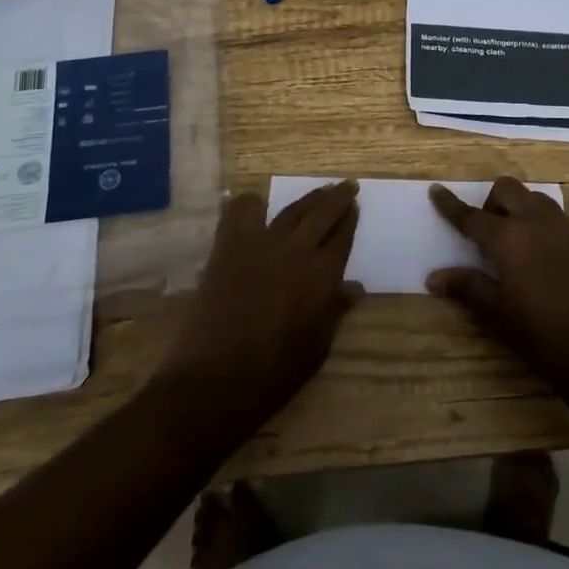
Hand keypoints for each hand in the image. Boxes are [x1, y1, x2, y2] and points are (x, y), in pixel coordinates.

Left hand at [153, 180, 362, 428]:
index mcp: (323, 276)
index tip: (355, 207)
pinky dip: (251, 204)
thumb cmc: (273, 375)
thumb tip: (355, 288)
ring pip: (292, 208)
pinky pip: (242, 211)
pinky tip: (257, 206)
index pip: (343, 236)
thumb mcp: (317, 348)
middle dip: (338, 197)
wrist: (213, 381)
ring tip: (319, 190)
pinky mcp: (230, 246)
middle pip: (324, 212)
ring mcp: (262, 243)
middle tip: (348, 186)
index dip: (350, 220)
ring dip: (310, 197)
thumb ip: (335, 312)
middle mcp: (298, 250)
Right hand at [427, 177, 568, 384]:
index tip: (436, 190)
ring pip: (537, 199)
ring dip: (522, 209)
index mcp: (508, 238)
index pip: (472, 216)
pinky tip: (549, 260)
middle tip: (490, 232)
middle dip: (493, 202)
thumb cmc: (539, 334)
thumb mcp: (496, 312)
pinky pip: (561, 220)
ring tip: (520, 242)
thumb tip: (434, 277)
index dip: (451, 204)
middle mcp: (537, 222)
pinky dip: (547, 228)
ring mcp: (567, 227)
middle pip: (508, 189)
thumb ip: (467, 286)